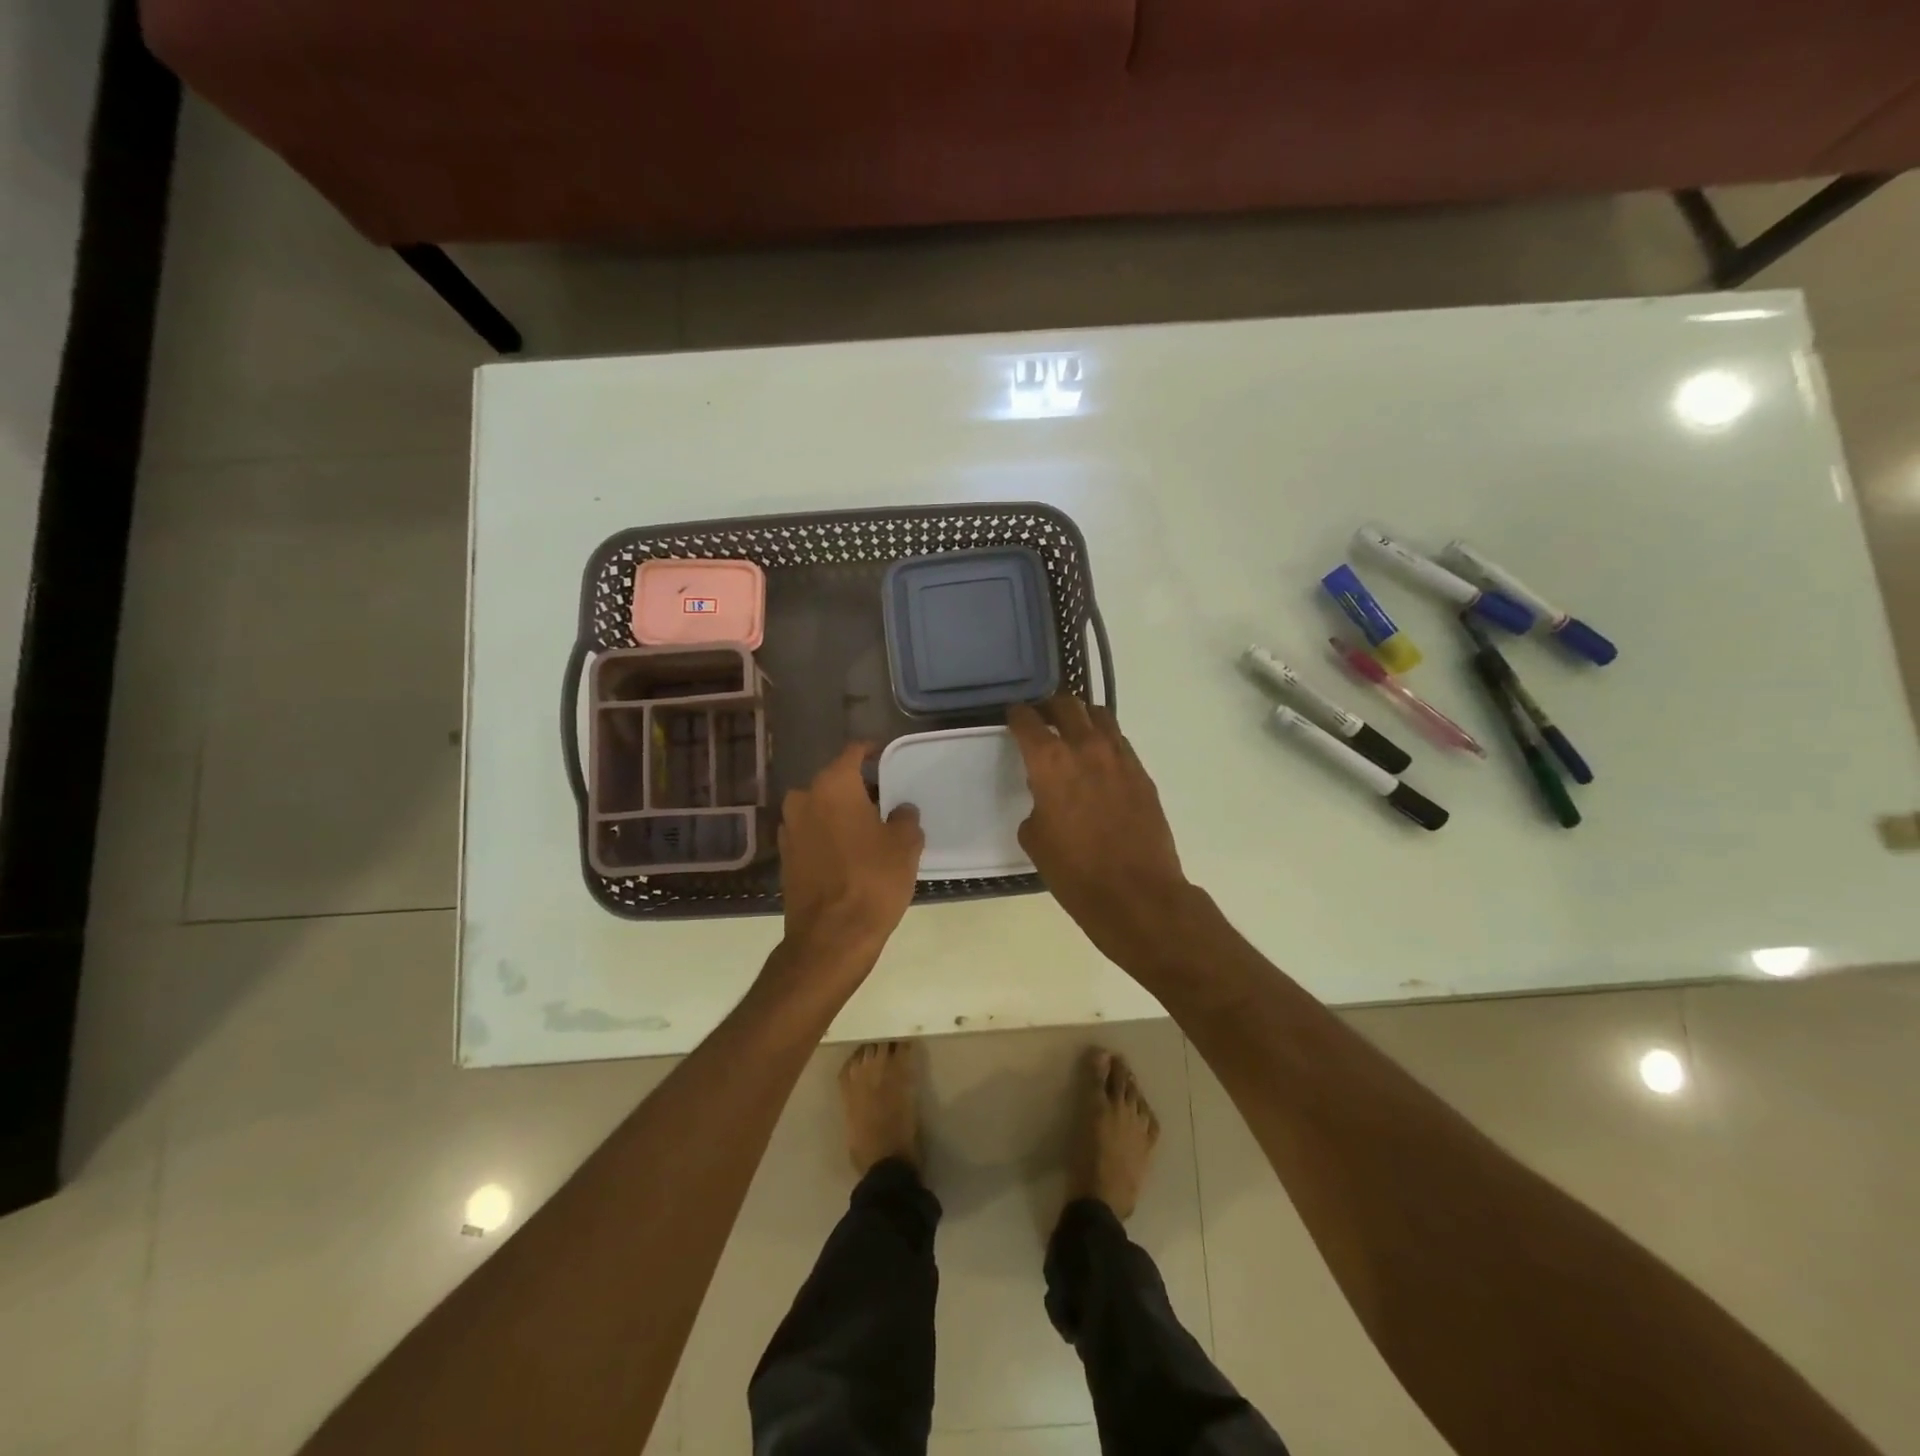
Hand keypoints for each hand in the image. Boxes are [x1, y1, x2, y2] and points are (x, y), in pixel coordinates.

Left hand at [778, 742, 924, 969]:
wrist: (831, 937)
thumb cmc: (873, 880)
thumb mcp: (904, 845)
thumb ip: (904, 818)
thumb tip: (900, 811)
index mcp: (833, 785)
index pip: (853, 752)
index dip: (872, 750)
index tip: (885, 754)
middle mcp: (804, 799)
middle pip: (834, 781)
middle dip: (858, 787)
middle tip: (884, 800)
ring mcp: (789, 829)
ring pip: (820, 808)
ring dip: (841, 813)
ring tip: (868, 829)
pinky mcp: (785, 858)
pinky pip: (812, 834)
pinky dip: (829, 835)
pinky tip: (849, 853)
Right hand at [1008, 697, 1191, 965]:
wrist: (1136, 893)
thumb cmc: (1074, 872)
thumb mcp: (1035, 838)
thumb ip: (1037, 804)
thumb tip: (1047, 796)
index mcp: (1050, 761)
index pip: (1028, 720)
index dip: (1017, 715)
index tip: (1013, 717)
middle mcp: (1085, 747)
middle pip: (1067, 704)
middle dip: (1050, 707)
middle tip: (1042, 719)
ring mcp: (1119, 757)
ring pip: (1099, 716)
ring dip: (1081, 718)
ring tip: (1073, 733)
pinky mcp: (1142, 773)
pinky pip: (1119, 742)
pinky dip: (1104, 741)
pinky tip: (1098, 762)